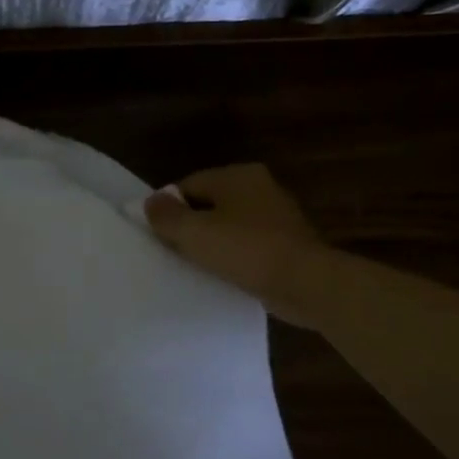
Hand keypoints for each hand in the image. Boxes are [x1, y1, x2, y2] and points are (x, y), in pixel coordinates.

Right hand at [143, 163, 324, 309]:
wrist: (307, 284)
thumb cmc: (246, 251)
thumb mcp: (194, 233)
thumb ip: (166, 215)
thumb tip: (150, 201)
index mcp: (237, 175)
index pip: (188, 185)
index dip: (168, 208)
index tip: (157, 235)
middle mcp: (259, 187)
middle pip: (209, 204)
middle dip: (190, 226)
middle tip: (173, 252)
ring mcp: (277, 215)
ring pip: (229, 226)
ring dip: (213, 244)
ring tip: (197, 267)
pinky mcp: (288, 243)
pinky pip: (249, 246)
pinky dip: (235, 258)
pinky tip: (225, 276)